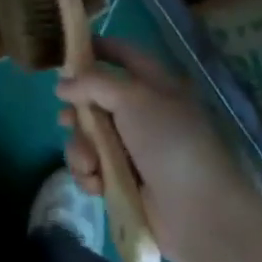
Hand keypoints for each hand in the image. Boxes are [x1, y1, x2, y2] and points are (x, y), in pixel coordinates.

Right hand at [58, 39, 261, 261]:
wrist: (199, 214)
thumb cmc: (170, 142)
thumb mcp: (133, 98)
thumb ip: (93, 83)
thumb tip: (62, 85)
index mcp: (155, 86)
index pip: (124, 55)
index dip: (98, 47)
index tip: (67, 49)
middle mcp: (142, 114)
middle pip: (96, 99)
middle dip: (77, 111)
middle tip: (66, 119)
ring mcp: (132, 150)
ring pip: (89, 136)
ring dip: (81, 148)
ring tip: (90, 163)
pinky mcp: (122, 182)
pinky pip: (92, 168)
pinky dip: (89, 174)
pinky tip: (96, 184)